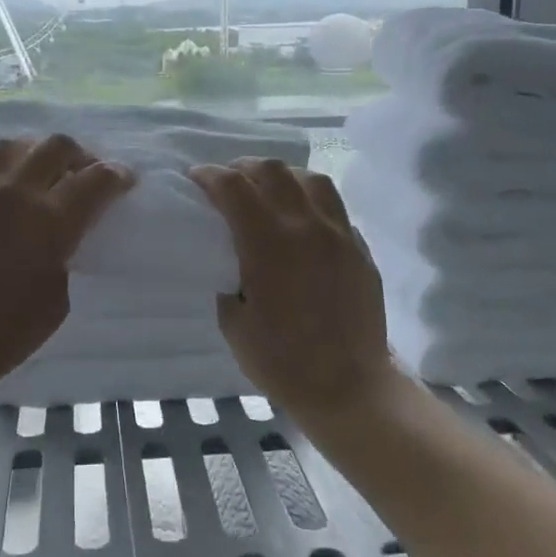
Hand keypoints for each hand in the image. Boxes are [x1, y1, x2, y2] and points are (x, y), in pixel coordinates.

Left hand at [0, 136, 133, 405]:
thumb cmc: (2, 335)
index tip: (123, 180)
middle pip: (56, 147)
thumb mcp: (57, 298)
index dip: (117, 176)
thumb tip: (65, 229)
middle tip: (80, 172)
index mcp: (50, 221)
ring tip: (32, 173)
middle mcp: (12, 191)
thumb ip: (66, 252)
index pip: (96, 179)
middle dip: (79, 156)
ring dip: (31, 155)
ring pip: (10, 146)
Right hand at [190, 159, 395, 423]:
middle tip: (229, 183)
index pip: (234, 186)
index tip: (196, 179)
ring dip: (282, 177)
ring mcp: (339, 233)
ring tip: (269, 193)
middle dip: (243, 168)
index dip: (209, 175)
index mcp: (268, 243)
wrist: (349, 388)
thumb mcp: (233, 323)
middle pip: (272, 170)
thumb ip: (227, 278)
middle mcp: (305, 226)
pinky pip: (334, 207)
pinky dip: (310, 202)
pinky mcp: (359, 248)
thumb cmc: (282, 361)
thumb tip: (228, 258)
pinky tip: (302, 222)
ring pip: (310, 179)